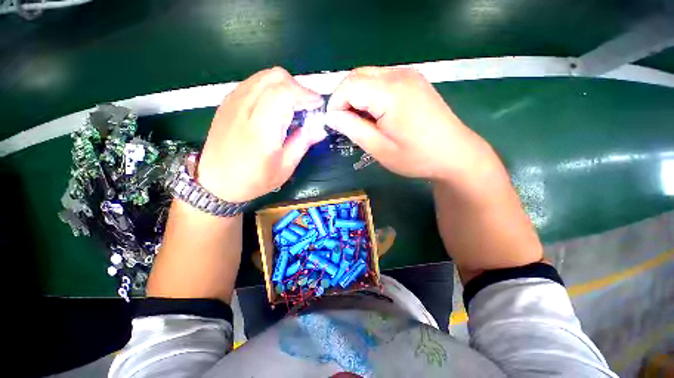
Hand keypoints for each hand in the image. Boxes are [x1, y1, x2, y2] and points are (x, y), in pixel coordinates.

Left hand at [197, 67, 326, 202]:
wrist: (215, 182)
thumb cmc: (253, 180)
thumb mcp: (284, 167)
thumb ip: (302, 143)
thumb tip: (320, 129)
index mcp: (261, 127)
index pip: (285, 92)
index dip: (305, 94)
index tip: (317, 105)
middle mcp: (245, 107)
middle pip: (275, 77)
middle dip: (297, 87)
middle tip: (307, 105)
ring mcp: (233, 101)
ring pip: (264, 76)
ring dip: (284, 86)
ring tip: (293, 105)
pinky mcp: (227, 101)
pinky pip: (253, 82)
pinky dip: (270, 87)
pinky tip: (275, 106)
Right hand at [326, 67, 493, 181]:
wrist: (455, 154)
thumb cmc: (416, 157)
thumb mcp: (379, 148)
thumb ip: (352, 129)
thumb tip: (332, 116)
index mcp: (390, 92)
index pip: (348, 86)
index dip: (336, 104)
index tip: (335, 125)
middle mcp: (399, 74)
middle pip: (357, 76)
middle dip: (344, 98)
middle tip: (346, 123)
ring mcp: (409, 75)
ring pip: (368, 76)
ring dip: (357, 96)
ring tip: (361, 121)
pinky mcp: (414, 80)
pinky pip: (382, 80)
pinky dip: (371, 94)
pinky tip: (376, 113)